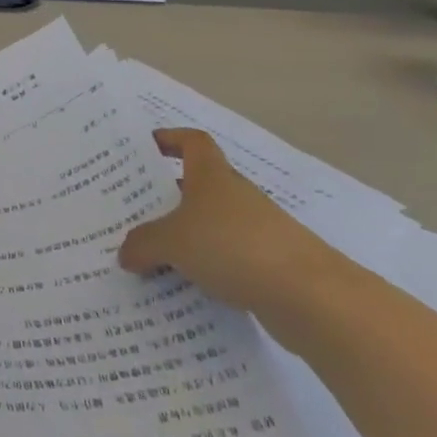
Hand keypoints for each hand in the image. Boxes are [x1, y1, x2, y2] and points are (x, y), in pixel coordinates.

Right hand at [117, 129, 342, 317]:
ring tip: (154, 255)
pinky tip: (187, 287)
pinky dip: (208, 268)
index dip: (171, 139)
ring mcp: (258, 230)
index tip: (148, 147)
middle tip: (136, 210)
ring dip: (187, 236)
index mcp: (212, 176)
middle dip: (169, 196)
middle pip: (198, 186)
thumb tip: (126, 254)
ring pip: (212, 225)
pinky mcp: (271, 264)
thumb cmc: (233, 247)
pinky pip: (228, 258)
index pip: (193, 142)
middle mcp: (235, 196)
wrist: (311, 296)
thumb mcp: (172, 242)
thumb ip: (143, 244)